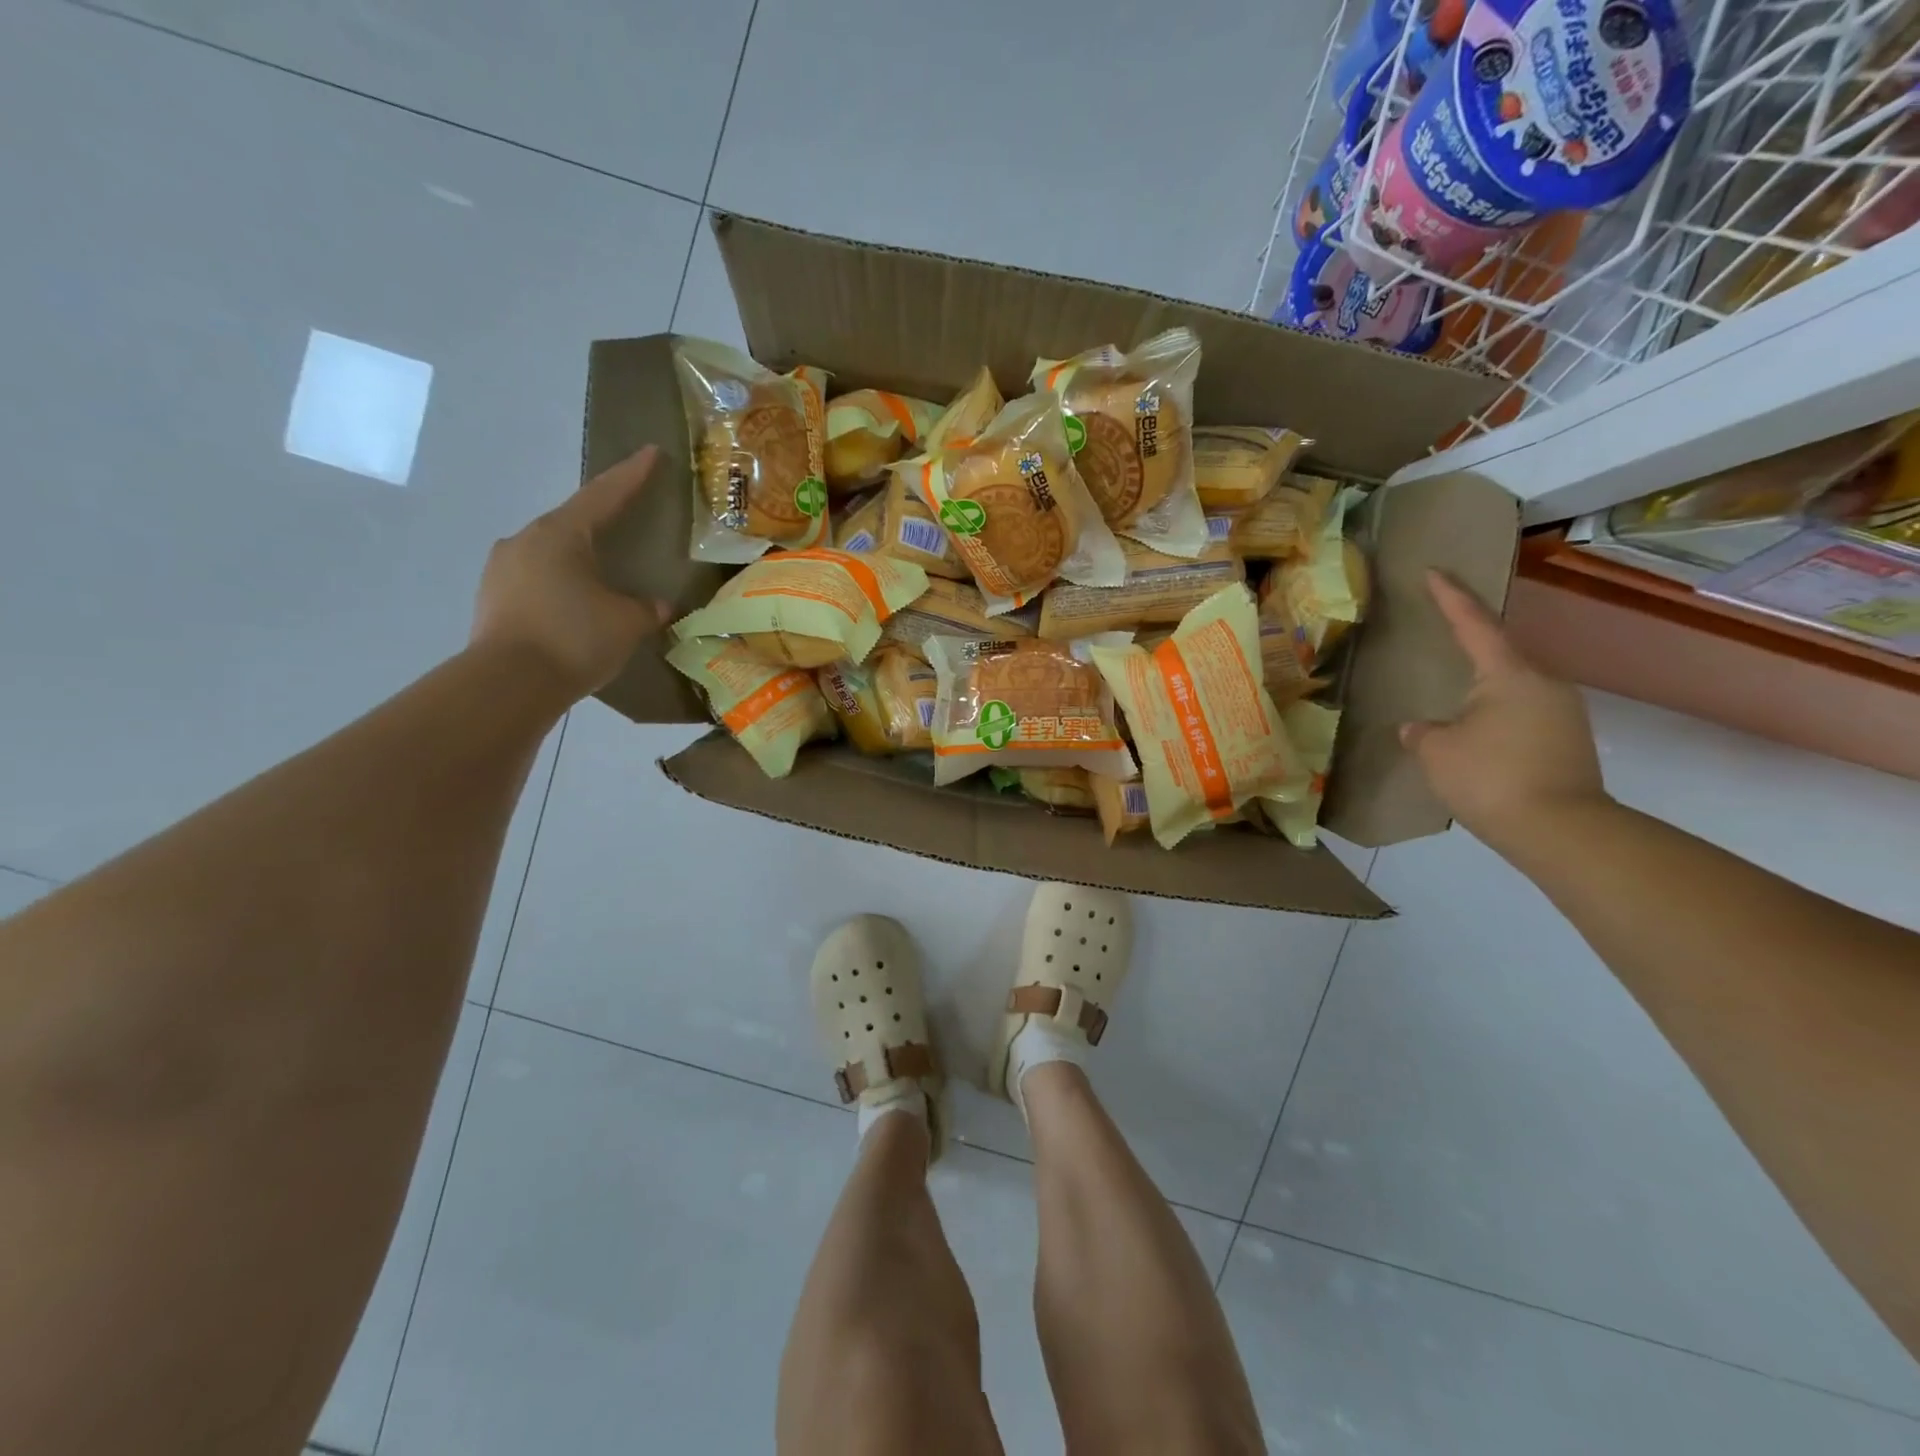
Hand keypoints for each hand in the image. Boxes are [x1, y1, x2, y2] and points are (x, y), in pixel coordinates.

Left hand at [470, 446, 671, 700]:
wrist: (508, 684)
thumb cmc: (574, 638)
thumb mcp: (627, 622)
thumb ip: (647, 608)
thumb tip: (659, 606)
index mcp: (561, 534)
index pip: (604, 495)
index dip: (631, 475)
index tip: (650, 452)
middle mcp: (525, 540)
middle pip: (572, 523)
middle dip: (601, 522)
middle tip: (626, 523)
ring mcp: (502, 569)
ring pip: (550, 554)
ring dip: (577, 560)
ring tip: (601, 576)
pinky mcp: (492, 599)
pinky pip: (535, 581)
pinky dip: (559, 586)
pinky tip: (574, 606)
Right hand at [1401, 570, 1607, 854]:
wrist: (1561, 830)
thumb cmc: (1490, 777)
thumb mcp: (1437, 752)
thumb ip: (1422, 732)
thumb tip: (1419, 728)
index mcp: (1509, 673)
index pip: (1473, 624)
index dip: (1450, 597)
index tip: (1434, 570)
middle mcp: (1543, 682)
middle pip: (1499, 655)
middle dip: (1469, 649)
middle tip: (1440, 644)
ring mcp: (1563, 712)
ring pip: (1512, 689)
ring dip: (1482, 692)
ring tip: (1453, 704)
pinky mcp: (1568, 741)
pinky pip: (1522, 715)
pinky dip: (1495, 718)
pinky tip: (1476, 738)